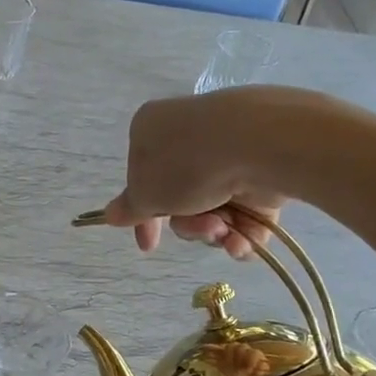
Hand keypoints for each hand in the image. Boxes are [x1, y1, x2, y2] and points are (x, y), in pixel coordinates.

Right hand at [101, 89, 291, 260]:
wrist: (261, 144)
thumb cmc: (188, 164)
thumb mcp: (146, 193)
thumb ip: (130, 208)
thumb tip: (111, 214)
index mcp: (152, 130)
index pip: (141, 179)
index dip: (143, 218)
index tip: (149, 245)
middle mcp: (190, 137)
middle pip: (180, 198)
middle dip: (189, 225)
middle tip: (203, 228)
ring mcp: (229, 151)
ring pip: (214, 207)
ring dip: (215, 229)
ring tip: (226, 229)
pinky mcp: (263, 166)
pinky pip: (246, 209)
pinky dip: (244, 231)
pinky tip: (244, 240)